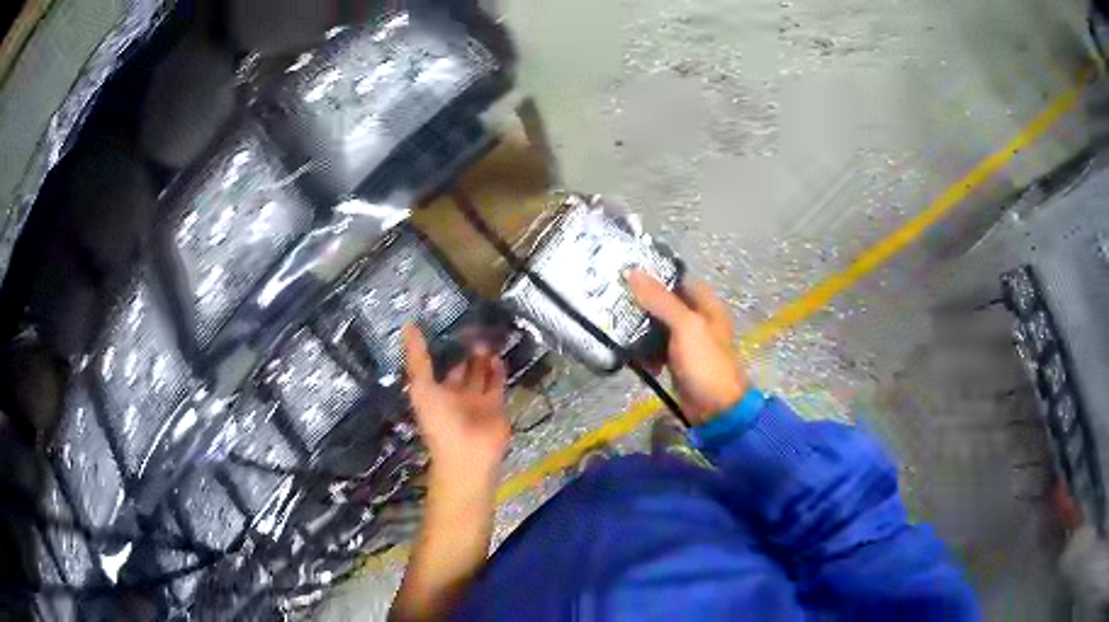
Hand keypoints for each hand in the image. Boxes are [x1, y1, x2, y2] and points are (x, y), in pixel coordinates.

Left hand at [402, 325, 510, 483]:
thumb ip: (417, 358)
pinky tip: (497, 355)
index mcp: (435, 393)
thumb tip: (408, 325)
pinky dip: (498, 370)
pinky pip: (497, 384)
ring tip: (486, 336)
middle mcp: (455, 396)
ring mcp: (477, 401)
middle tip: (472, 327)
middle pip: (462, 370)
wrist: (468, 454)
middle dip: (466, 352)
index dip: (440, 350)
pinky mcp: (496, 406)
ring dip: (483, 359)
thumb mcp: (422, 387)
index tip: (445, 325)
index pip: (437, 368)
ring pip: (480, 374)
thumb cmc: (440, 421)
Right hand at [628, 270, 747, 425]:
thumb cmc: (705, 363)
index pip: (678, 281)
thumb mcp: (685, 326)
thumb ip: (660, 300)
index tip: (626, 273)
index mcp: (706, 305)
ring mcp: (687, 342)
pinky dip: (646, 352)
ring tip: (617, 328)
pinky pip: (656, 349)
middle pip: (665, 304)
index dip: (655, 275)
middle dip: (642, 304)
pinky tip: (633, 357)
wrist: (716, 408)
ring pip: (658, 327)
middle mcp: (697, 320)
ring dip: (641, 330)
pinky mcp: (677, 362)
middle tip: (613, 301)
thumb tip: (632, 271)